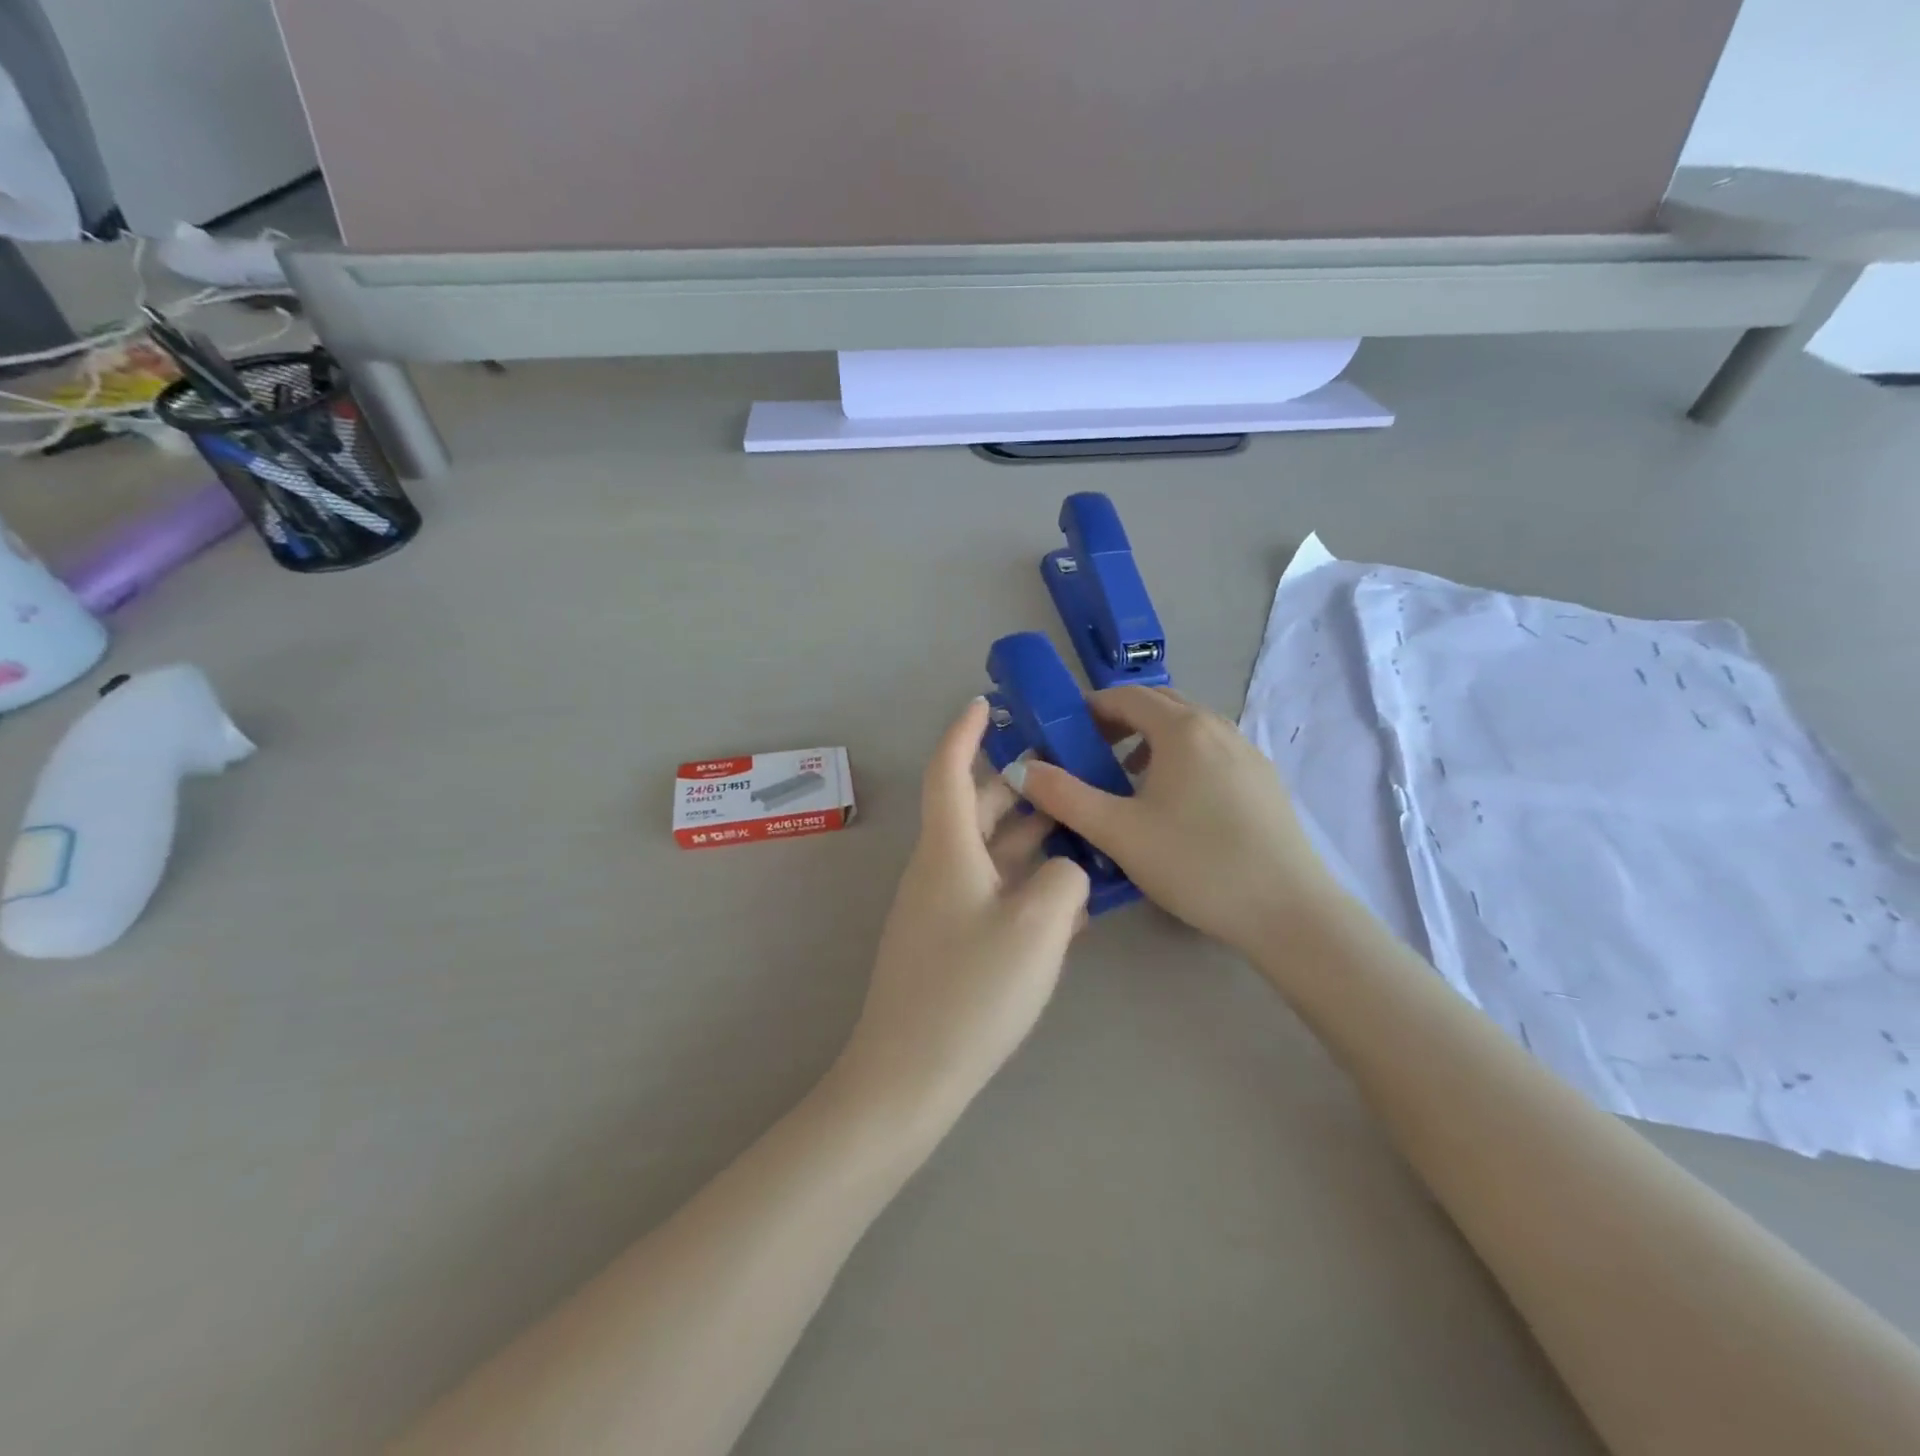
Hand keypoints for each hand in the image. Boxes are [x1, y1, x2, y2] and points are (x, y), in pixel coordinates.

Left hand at [837, 699, 1090, 1125]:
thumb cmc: (971, 991)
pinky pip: (991, 890)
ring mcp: (942, 906)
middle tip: (1066, 768)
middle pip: (976, 808)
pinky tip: (1067, 894)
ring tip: (1080, 824)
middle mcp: (939, 868)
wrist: (910, 1076)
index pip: (950, 770)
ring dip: (1029, 834)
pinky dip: (1025, 879)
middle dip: (1017, 783)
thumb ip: (1067, 879)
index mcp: (948, 850)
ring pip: (988, 851)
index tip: (986, 703)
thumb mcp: (1038, 927)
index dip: (966, 732)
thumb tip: (1067, 868)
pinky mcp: (950, 940)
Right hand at [1003, 686, 1336, 954]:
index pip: (1124, 695)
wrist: (1289, 911)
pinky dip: (1179, 759)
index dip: (1087, 709)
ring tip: (1126, 783)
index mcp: (1182, 728)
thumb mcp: (1118, 831)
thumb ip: (1063, 796)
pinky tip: (1173, 806)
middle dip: (1116, 722)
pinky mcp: (1263, 780)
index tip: (1061, 738)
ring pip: (1186, 729)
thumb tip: (1021, 768)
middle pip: (1157, 705)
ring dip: (1148, 742)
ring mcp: (1247, 751)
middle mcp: (1218, 726)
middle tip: (1088, 757)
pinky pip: (1210, 751)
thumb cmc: (1196, 864)